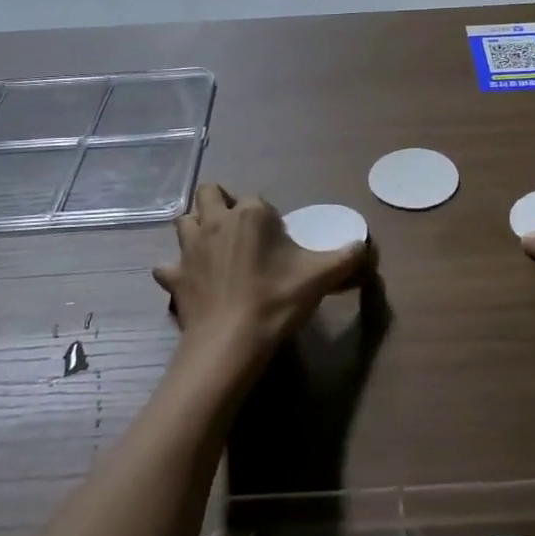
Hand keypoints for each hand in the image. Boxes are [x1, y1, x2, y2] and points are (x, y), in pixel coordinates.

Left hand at [153, 184, 371, 371]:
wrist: (230, 342)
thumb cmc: (276, 301)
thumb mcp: (321, 277)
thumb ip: (347, 257)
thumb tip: (366, 247)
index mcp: (251, 214)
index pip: (257, 199)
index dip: (268, 216)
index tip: (278, 241)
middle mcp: (216, 221)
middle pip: (209, 193)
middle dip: (220, 202)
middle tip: (238, 228)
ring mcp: (190, 248)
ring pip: (184, 220)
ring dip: (196, 226)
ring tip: (212, 246)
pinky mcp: (175, 276)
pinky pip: (168, 265)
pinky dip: (177, 269)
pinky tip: (190, 280)